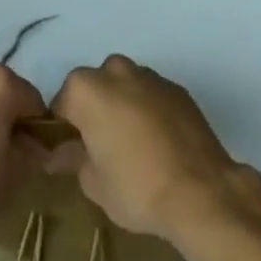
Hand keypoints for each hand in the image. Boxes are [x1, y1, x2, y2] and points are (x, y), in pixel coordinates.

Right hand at [49, 55, 243, 246]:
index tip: (72, 152)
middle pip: (95, 87)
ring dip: (123, 107)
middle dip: (95, 111)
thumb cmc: (137, 187)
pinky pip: (152, 95)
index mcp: (86, 89)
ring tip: (135, 147)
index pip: (62, 103)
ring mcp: (148, 75)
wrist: (200, 190)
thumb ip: (74, 160)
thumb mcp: (94, 185)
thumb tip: (60, 153)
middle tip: (103, 149)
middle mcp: (114, 70)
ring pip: (125, 86)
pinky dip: (149, 111)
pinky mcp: (176, 87)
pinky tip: (159, 144)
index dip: (64, 128)